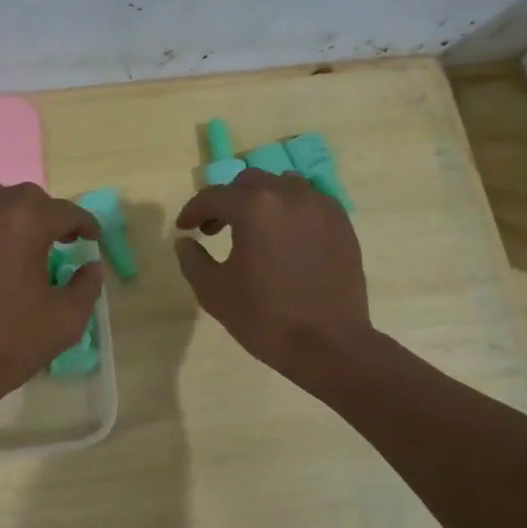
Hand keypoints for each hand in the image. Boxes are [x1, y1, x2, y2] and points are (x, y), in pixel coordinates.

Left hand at [0, 182, 101, 438]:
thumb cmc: (10, 343)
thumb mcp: (66, 319)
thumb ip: (87, 285)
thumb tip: (90, 265)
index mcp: (25, 220)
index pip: (65, 212)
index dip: (85, 225)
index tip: (92, 239)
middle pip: (27, 199)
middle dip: (47, 217)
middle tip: (58, 242)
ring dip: (12, 217)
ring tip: (20, 245)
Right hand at [175, 170, 372, 386]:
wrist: (329, 344)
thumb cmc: (264, 318)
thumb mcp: (214, 292)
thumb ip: (192, 260)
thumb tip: (185, 242)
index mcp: (254, 207)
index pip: (213, 196)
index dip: (193, 211)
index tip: (184, 228)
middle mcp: (289, 195)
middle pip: (249, 183)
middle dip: (227, 202)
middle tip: (215, 229)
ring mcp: (320, 207)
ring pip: (282, 186)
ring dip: (261, 200)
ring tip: (253, 229)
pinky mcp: (341, 223)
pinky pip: (310, 202)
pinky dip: (290, 210)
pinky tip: (285, 238)